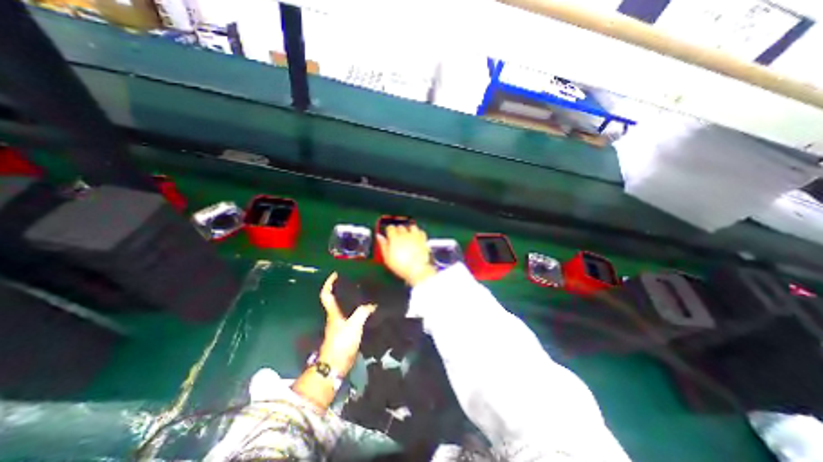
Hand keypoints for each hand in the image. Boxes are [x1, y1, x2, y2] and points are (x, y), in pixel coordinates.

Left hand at [318, 273, 374, 376]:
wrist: (336, 365)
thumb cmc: (342, 343)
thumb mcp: (354, 325)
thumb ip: (363, 312)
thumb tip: (373, 304)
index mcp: (333, 312)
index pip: (326, 294)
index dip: (329, 283)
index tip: (335, 274)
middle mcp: (334, 316)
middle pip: (335, 299)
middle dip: (341, 289)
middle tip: (354, 280)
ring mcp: (339, 325)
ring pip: (344, 307)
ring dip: (350, 299)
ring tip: (362, 292)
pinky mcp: (345, 332)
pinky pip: (351, 316)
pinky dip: (357, 310)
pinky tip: (367, 309)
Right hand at [375, 224, 436, 286]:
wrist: (417, 269)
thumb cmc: (401, 266)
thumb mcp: (387, 258)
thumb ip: (383, 245)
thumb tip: (379, 237)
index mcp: (394, 238)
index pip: (390, 228)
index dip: (389, 231)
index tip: (389, 235)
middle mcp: (405, 234)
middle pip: (400, 227)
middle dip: (398, 230)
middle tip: (398, 238)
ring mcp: (415, 236)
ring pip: (411, 226)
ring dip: (409, 230)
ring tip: (408, 236)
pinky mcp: (423, 239)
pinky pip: (421, 231)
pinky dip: (418, 233)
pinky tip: (417, 238)